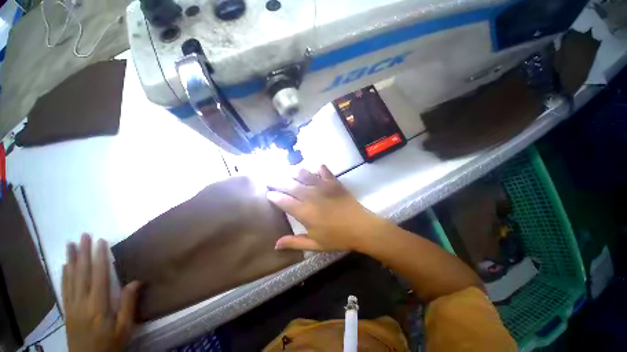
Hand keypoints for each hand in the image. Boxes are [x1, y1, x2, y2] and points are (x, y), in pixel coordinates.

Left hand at [63, 234, 139, 351]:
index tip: (101, 241)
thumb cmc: (110, 344)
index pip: (99, 276)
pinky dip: (64, 275)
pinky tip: (64, 266)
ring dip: (71, 260)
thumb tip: (136, 281)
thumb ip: (128, 304)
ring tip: (70, 244)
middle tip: (83, 235)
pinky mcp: (67, 310)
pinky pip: (64, 289)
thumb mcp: (124, 328)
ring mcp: (71, 306)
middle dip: (82, 253)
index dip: (100, 258)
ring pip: (70, 278)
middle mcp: (81, 302)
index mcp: (97, 305)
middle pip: (81, 273)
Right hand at [267, 165, 390, 251]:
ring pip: (303, 174)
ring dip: (293, 171)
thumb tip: (275, 245)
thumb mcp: (315, 244)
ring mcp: (322, 186)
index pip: (283, 200)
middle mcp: (310, 196)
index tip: (268, 193)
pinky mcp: (333, 182)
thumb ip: (294, 242)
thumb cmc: (337, 237)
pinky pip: (323, 170)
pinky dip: (317, 167)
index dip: (273, 196)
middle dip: (277, 181)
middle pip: (289, 185)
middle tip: (270, 179)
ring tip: (287, 171)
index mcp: (304, 212)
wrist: (361, 227)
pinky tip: (314, 167)